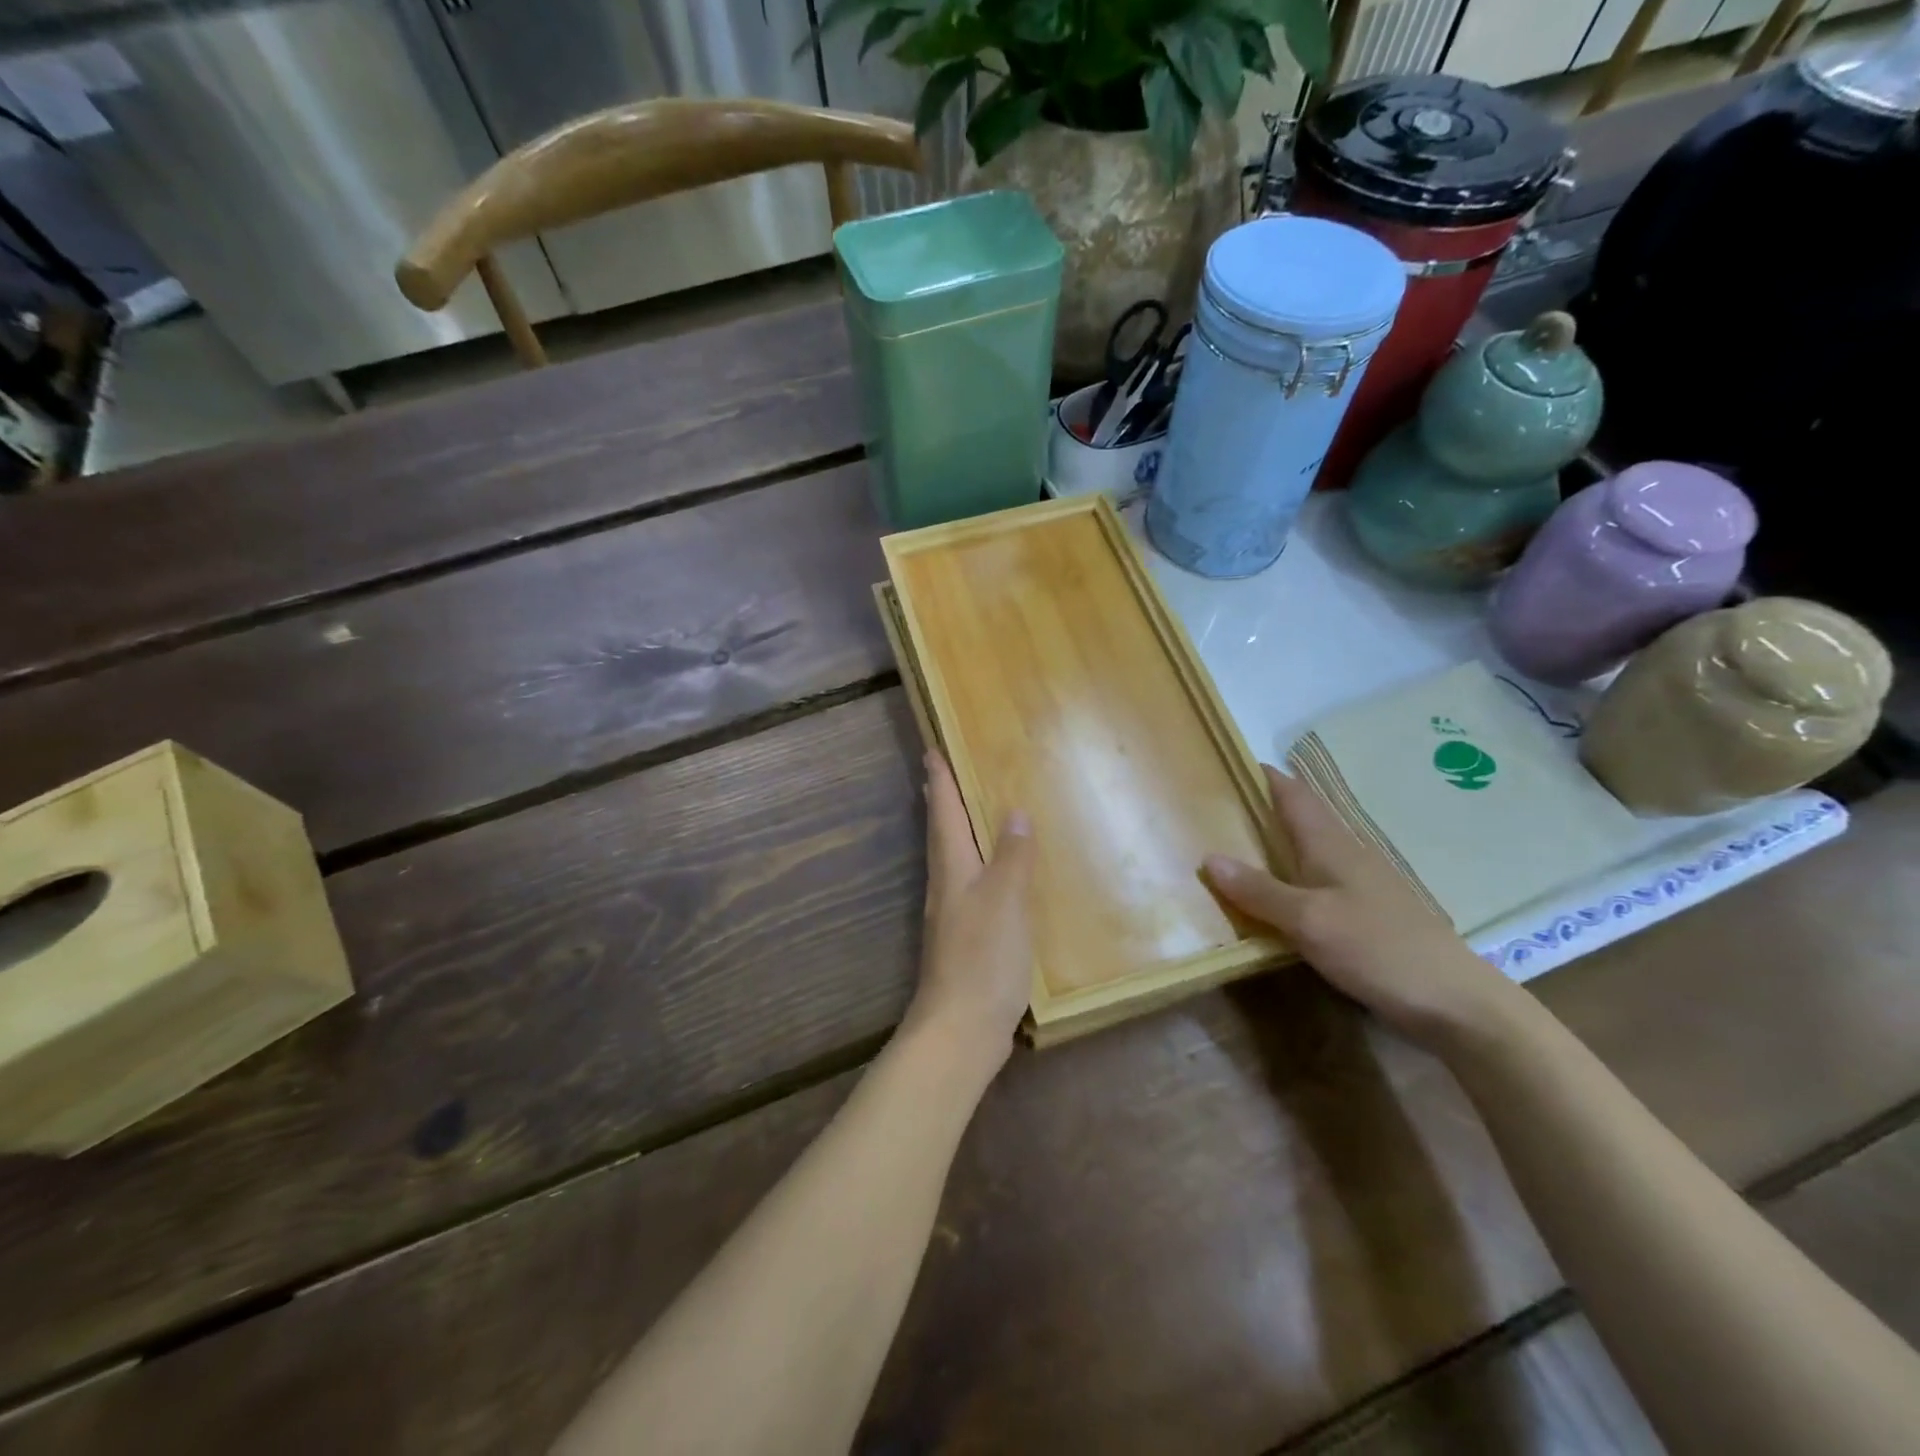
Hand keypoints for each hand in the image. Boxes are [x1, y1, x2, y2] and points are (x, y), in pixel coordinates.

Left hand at [903, 752, 1035, 1077]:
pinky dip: (976, 867)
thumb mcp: (1006, 900)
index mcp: (953, 870)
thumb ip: (1011, 856)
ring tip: (965, 814)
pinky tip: (991, 877)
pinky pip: (969, 887)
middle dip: (941, 802)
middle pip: (940, 834)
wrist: (961, 1029)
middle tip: (940, 773)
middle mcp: (947, 887)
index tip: (931, 750)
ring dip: (954, 832)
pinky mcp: (964, 940)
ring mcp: (953, 916)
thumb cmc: (983, 958)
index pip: (944, 813)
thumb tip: (1013, 812)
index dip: (939, 781)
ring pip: (952, 860)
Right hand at [1205, 764, 1517, 1049]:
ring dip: (1276, 841)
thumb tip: (1208, 858)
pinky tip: (1276, 895)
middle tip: (1215, 809)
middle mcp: (1347, 854)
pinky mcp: (1369, 912)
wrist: (1455, 1002)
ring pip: (1310, 848)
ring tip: (1236, 847)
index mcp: (1331, 844)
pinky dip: (1291, 874)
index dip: (1263, 775)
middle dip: (1262, 806)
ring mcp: (1362, 883)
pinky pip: (1318, 878)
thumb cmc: (1377, 948)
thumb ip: (1259, 891)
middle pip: (1301, 817)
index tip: (1226, 763)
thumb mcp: (1308, 921)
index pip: (1293, 793)